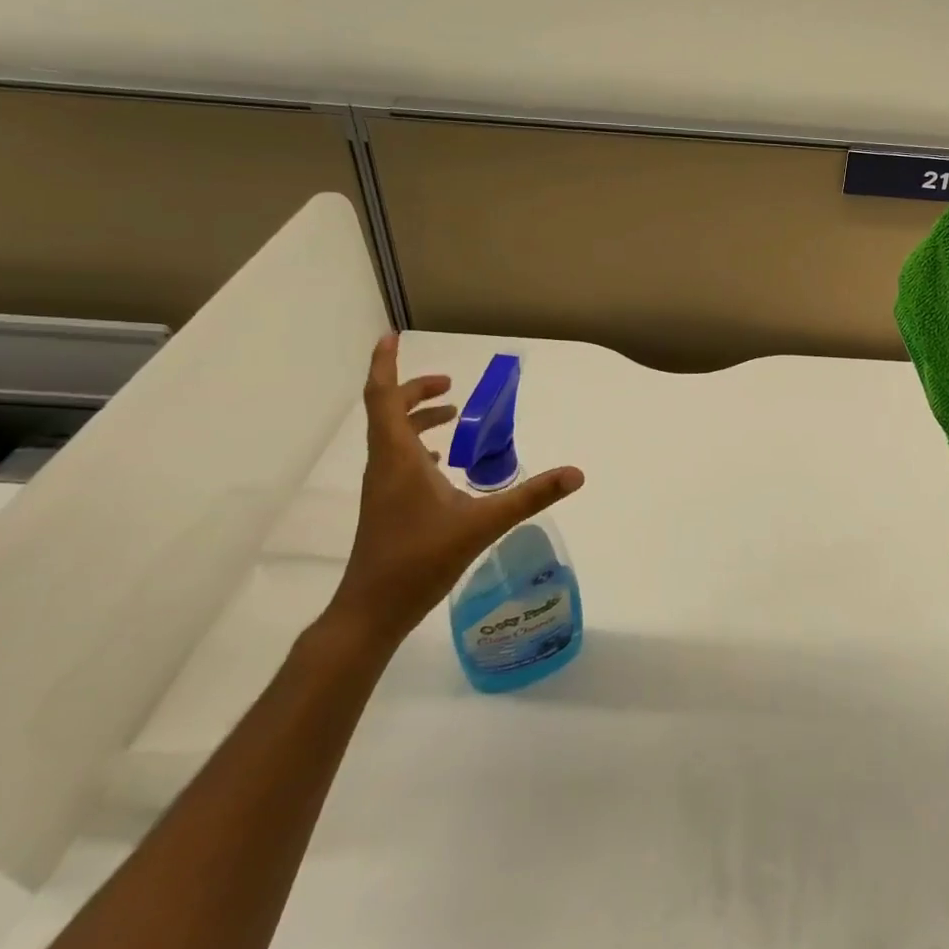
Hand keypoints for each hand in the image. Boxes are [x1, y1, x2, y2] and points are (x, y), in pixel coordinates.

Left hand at [321, 334, 584, 654]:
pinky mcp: (387, 506)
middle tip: (452, 385)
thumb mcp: (482, 524)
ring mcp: (382, 488)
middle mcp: (385, 465)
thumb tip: (576, 473)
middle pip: (388, 412)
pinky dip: (418, 447)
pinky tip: (444, 464)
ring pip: (393, 437)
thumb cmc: (419, 560)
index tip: (391, 337)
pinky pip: (398, 460)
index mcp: (398, 458)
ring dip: (418, 418)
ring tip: (453, 414)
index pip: (382, 397)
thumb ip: (530, 496)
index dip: (386, 365)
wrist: (372, 612)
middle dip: (416, 391)